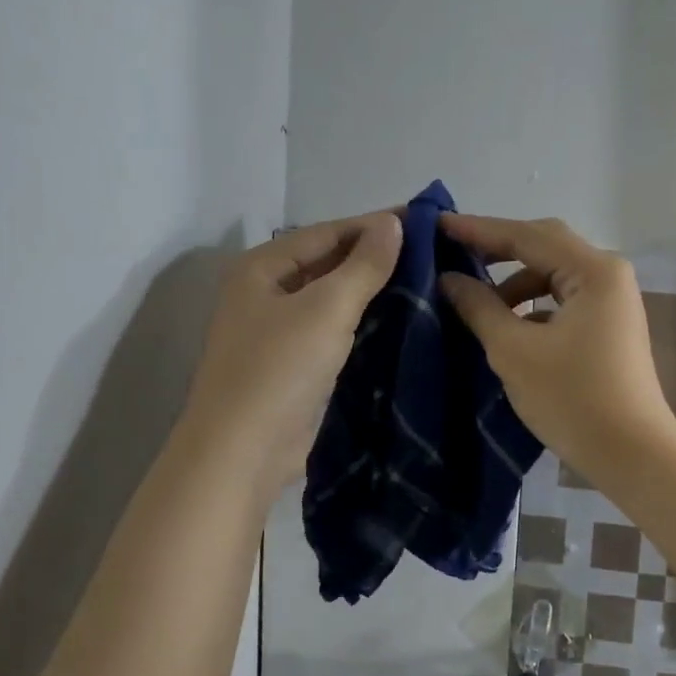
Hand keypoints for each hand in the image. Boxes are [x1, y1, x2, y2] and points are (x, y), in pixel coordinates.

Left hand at [182, 212, 401, 498]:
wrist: (242, 454)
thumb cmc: (279, 369)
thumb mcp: (326, 309)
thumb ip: (363, 265)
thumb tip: (393, 222)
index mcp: (262, 267)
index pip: (327, 232)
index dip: (376, 225)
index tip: (426, 221)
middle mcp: (265, 291)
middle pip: (328, 262)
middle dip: (376, 256)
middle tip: (433, 251)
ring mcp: (278, 329)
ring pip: (333, 298)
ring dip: (373, 289)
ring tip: (426, 279)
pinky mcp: (294, 363)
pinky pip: (334, 329)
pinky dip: (363, 321)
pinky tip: (400, 318)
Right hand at [437, 214, 675, 480]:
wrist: (633, 456)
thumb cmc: (573, 399)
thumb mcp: (514, 351)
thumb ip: (479, 307)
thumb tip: (448, 279)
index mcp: (593, 270)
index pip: (526, 235)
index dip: (478, 230)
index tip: (437, 225)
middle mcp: (608, 274)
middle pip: (544, 246)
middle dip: (497, 249)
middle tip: (450, 252)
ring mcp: (612, 300)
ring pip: (553, 274)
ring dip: (513, 281)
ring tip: (473, 298)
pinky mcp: (608, 324)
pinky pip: (562, 298)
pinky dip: (532, 305)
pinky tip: (505, 324)